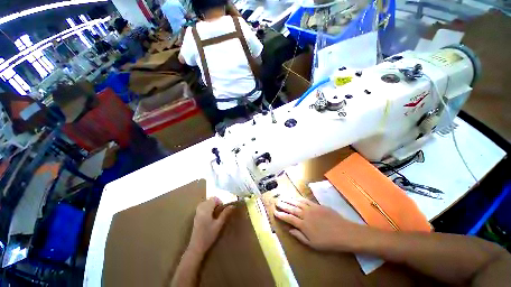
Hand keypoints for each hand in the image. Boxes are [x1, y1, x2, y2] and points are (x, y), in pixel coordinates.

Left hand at [188, 197, 233, 254]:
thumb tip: (232, 206)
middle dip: (216, 202)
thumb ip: (225, 214)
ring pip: (205, 203)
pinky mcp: (196, 217)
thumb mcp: (219, 225)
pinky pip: (202, 207)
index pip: (214, 199)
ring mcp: (197, 213)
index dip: (220, 201)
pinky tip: (210, 215)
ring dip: (211, 204)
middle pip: (209, 200)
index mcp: (206, 209)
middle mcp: (200, 209)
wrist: (196, 247)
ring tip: (216, 212)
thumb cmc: (209, 236)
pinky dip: (207, 207)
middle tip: (221, 209)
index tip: (224, 207)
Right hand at [274, 197, 367, 251]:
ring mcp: (310, 208)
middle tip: (276, 202)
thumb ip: (299, 236)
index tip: (275, 211)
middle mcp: (305, 214)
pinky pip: (305, 200)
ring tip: (282, 198)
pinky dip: (298, 198)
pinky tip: (294, 197)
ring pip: (296, 203)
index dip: (281, 215)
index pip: (289, 218)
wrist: (344, 232)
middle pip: (291, 208)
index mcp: (303, 225)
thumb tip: (289, 230)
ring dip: (288, 200)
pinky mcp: (316, 205)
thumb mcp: (313, 244)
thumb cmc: (328, 242)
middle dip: (282, 205)